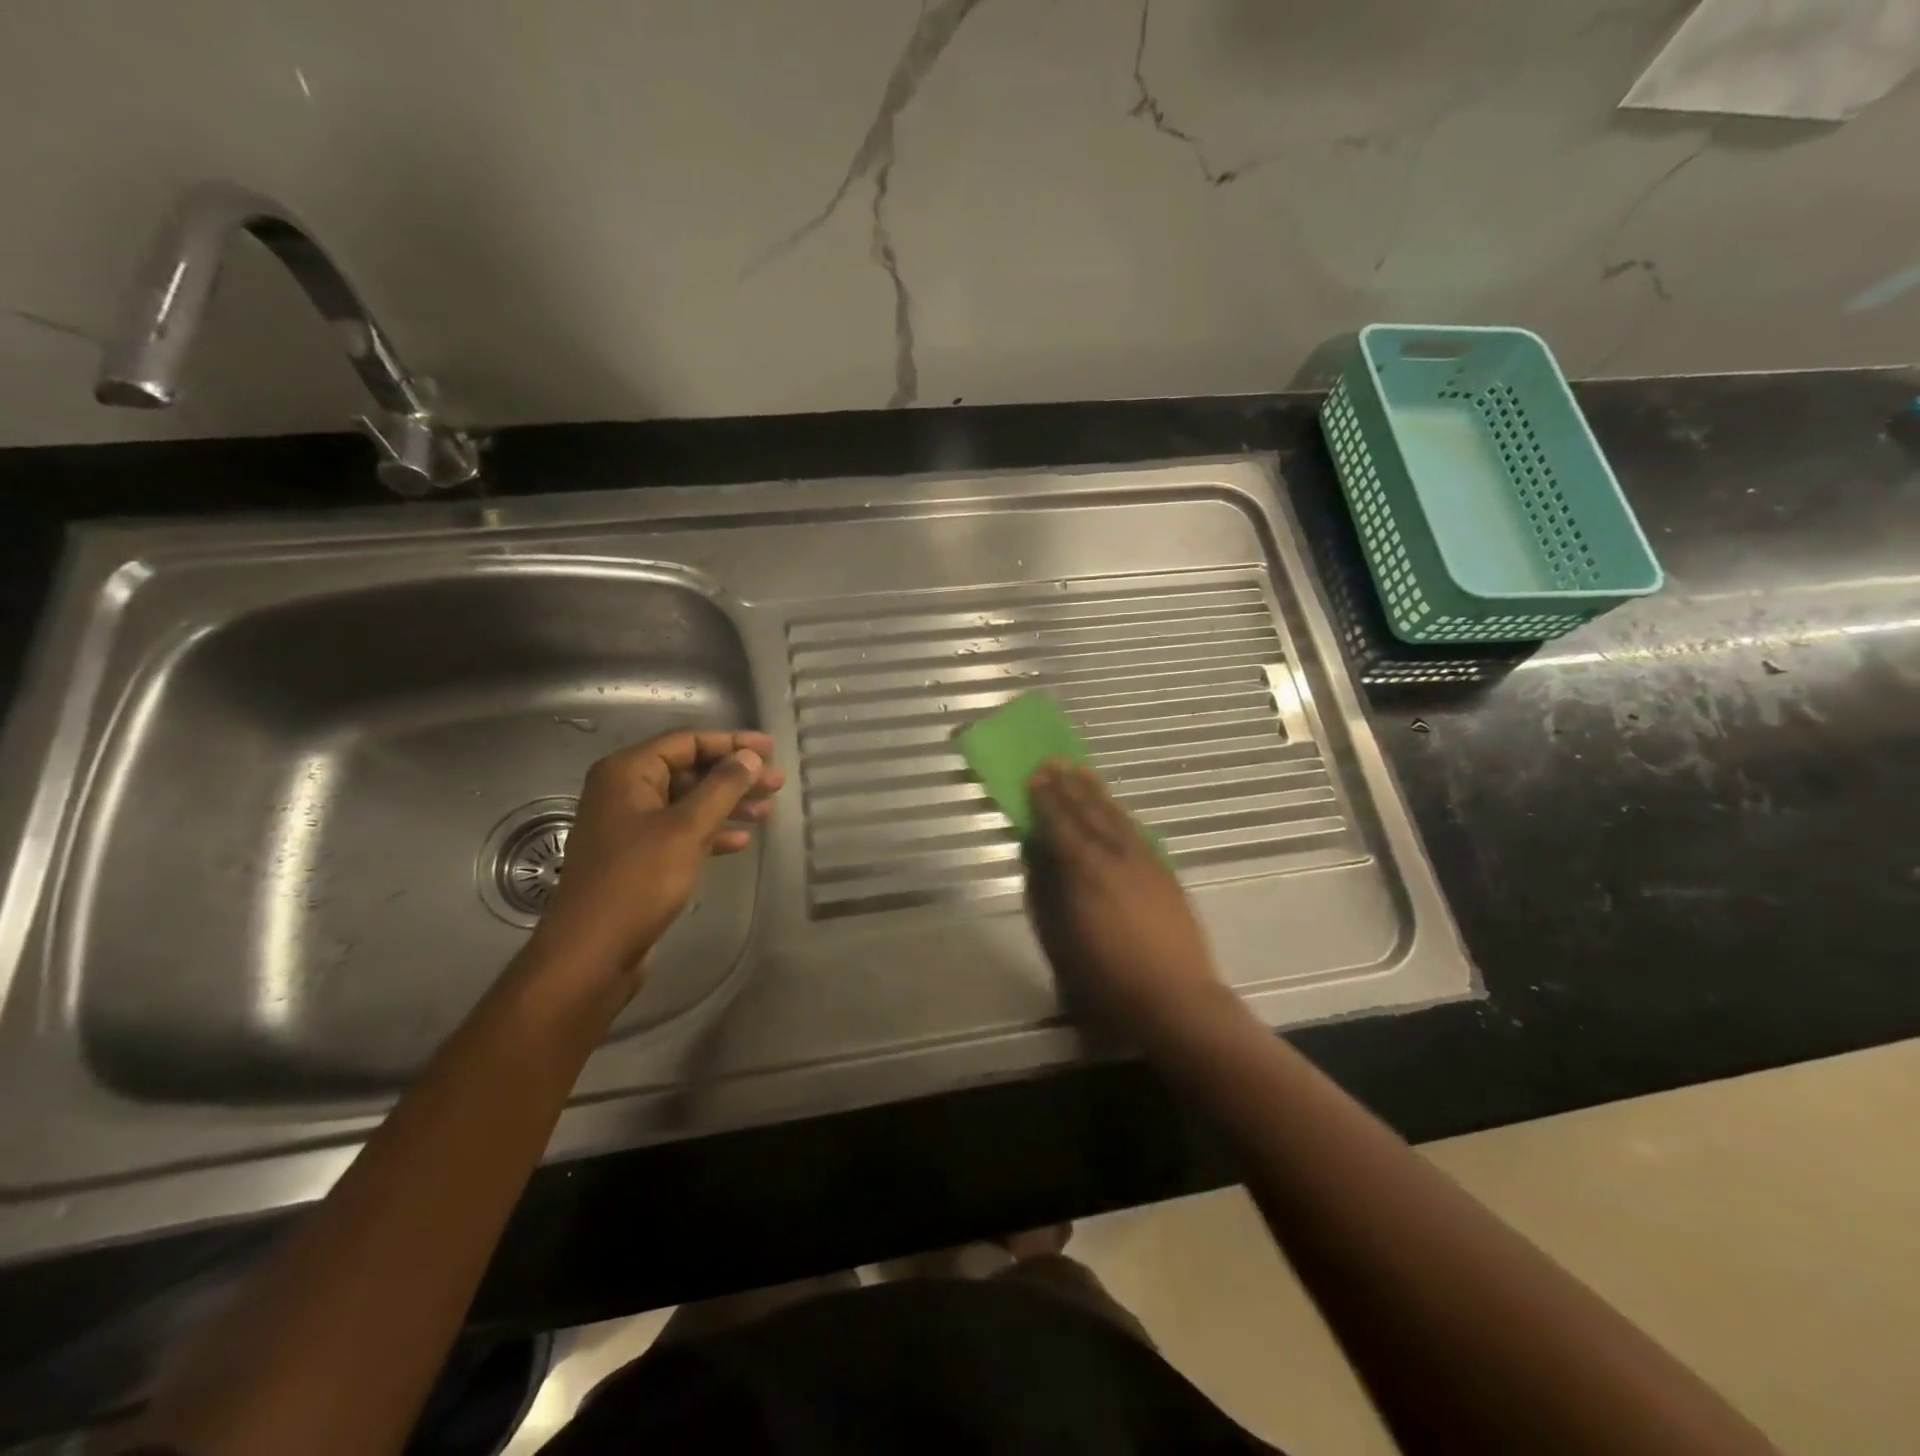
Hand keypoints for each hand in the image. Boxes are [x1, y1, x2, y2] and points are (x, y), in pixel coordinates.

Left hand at [528, 729, 783, 989]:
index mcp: (627, 773)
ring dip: (728, 804)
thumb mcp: (687, 828)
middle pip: (689, 770)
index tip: (771, 749)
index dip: (731, 743)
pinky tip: (740, 841)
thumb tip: (750, 756)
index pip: (686, 741)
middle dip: (734, 776)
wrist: (592, 952)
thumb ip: (722, 787)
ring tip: (768, 812)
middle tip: (776, 783)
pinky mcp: (637, 857)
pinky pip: (680, 831)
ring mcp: (629, 826)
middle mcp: (624, 792)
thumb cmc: (638, 881)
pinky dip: (710, 831)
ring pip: (688, 802)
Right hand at [1025, 761, 1228, 1045]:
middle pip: (1089, 813)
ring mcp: (1145, 863)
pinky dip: (1121, 816)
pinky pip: (1137, 833)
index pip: (1061, 825)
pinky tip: (1115, 811)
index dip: (1046, 800)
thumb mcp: (1059, 940)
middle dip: (1069, 787)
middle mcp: (1116, 857)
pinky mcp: (1165, 874)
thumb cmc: (1105, 980)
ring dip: (1096, 794)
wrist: (1175, 1000)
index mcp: (1085, 872)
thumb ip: (1045, 891)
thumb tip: (1035, 853)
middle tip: (1053, 762)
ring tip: (1081, 772)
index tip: (1034, 776)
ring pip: (1116, 818)